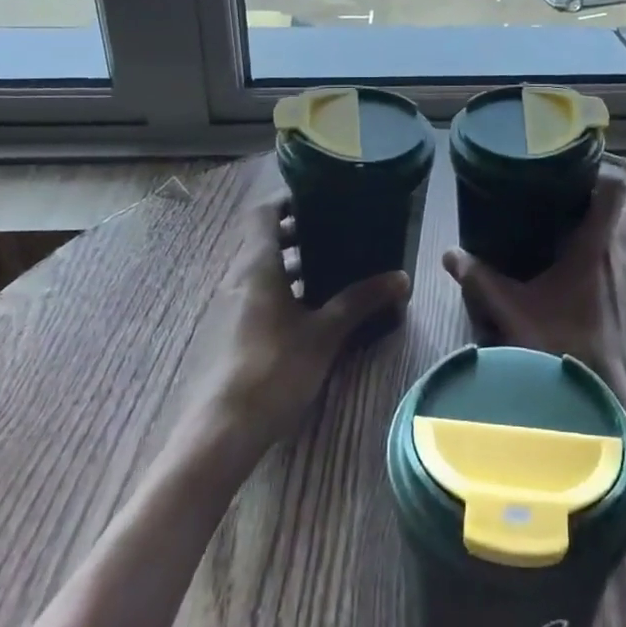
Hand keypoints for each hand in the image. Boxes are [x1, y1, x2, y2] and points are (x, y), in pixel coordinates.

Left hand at [180, 194, 409, 454]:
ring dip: (292, 263)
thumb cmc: (274, 368)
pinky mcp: (231, 332)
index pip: (264, 212)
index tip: (321, 196)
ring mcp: (231, 306)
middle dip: (299, 232)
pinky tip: (312, 310)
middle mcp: (239, 277)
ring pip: (262, 269)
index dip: (289, 199)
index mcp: (257, 264)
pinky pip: (259, 294)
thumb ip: (360, 301)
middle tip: (337, 231)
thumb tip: (402, 277)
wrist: (222, 430)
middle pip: (265, 239)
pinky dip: (284, 289)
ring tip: (333, 267)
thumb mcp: (325, 333)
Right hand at [440, 171, 625, 391]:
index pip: (615, 188)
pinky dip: (618, 258)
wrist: (608, 399)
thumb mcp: (512, 312)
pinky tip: (591, 276)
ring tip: (577, 238)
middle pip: (623, 208)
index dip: (598, 174)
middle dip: (597, 204)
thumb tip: (450, 255)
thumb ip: (480, 280)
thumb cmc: (562, 346)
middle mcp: (624, 253)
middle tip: (565, 207)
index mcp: (597, 244)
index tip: (573, 175)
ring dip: (610, 231)